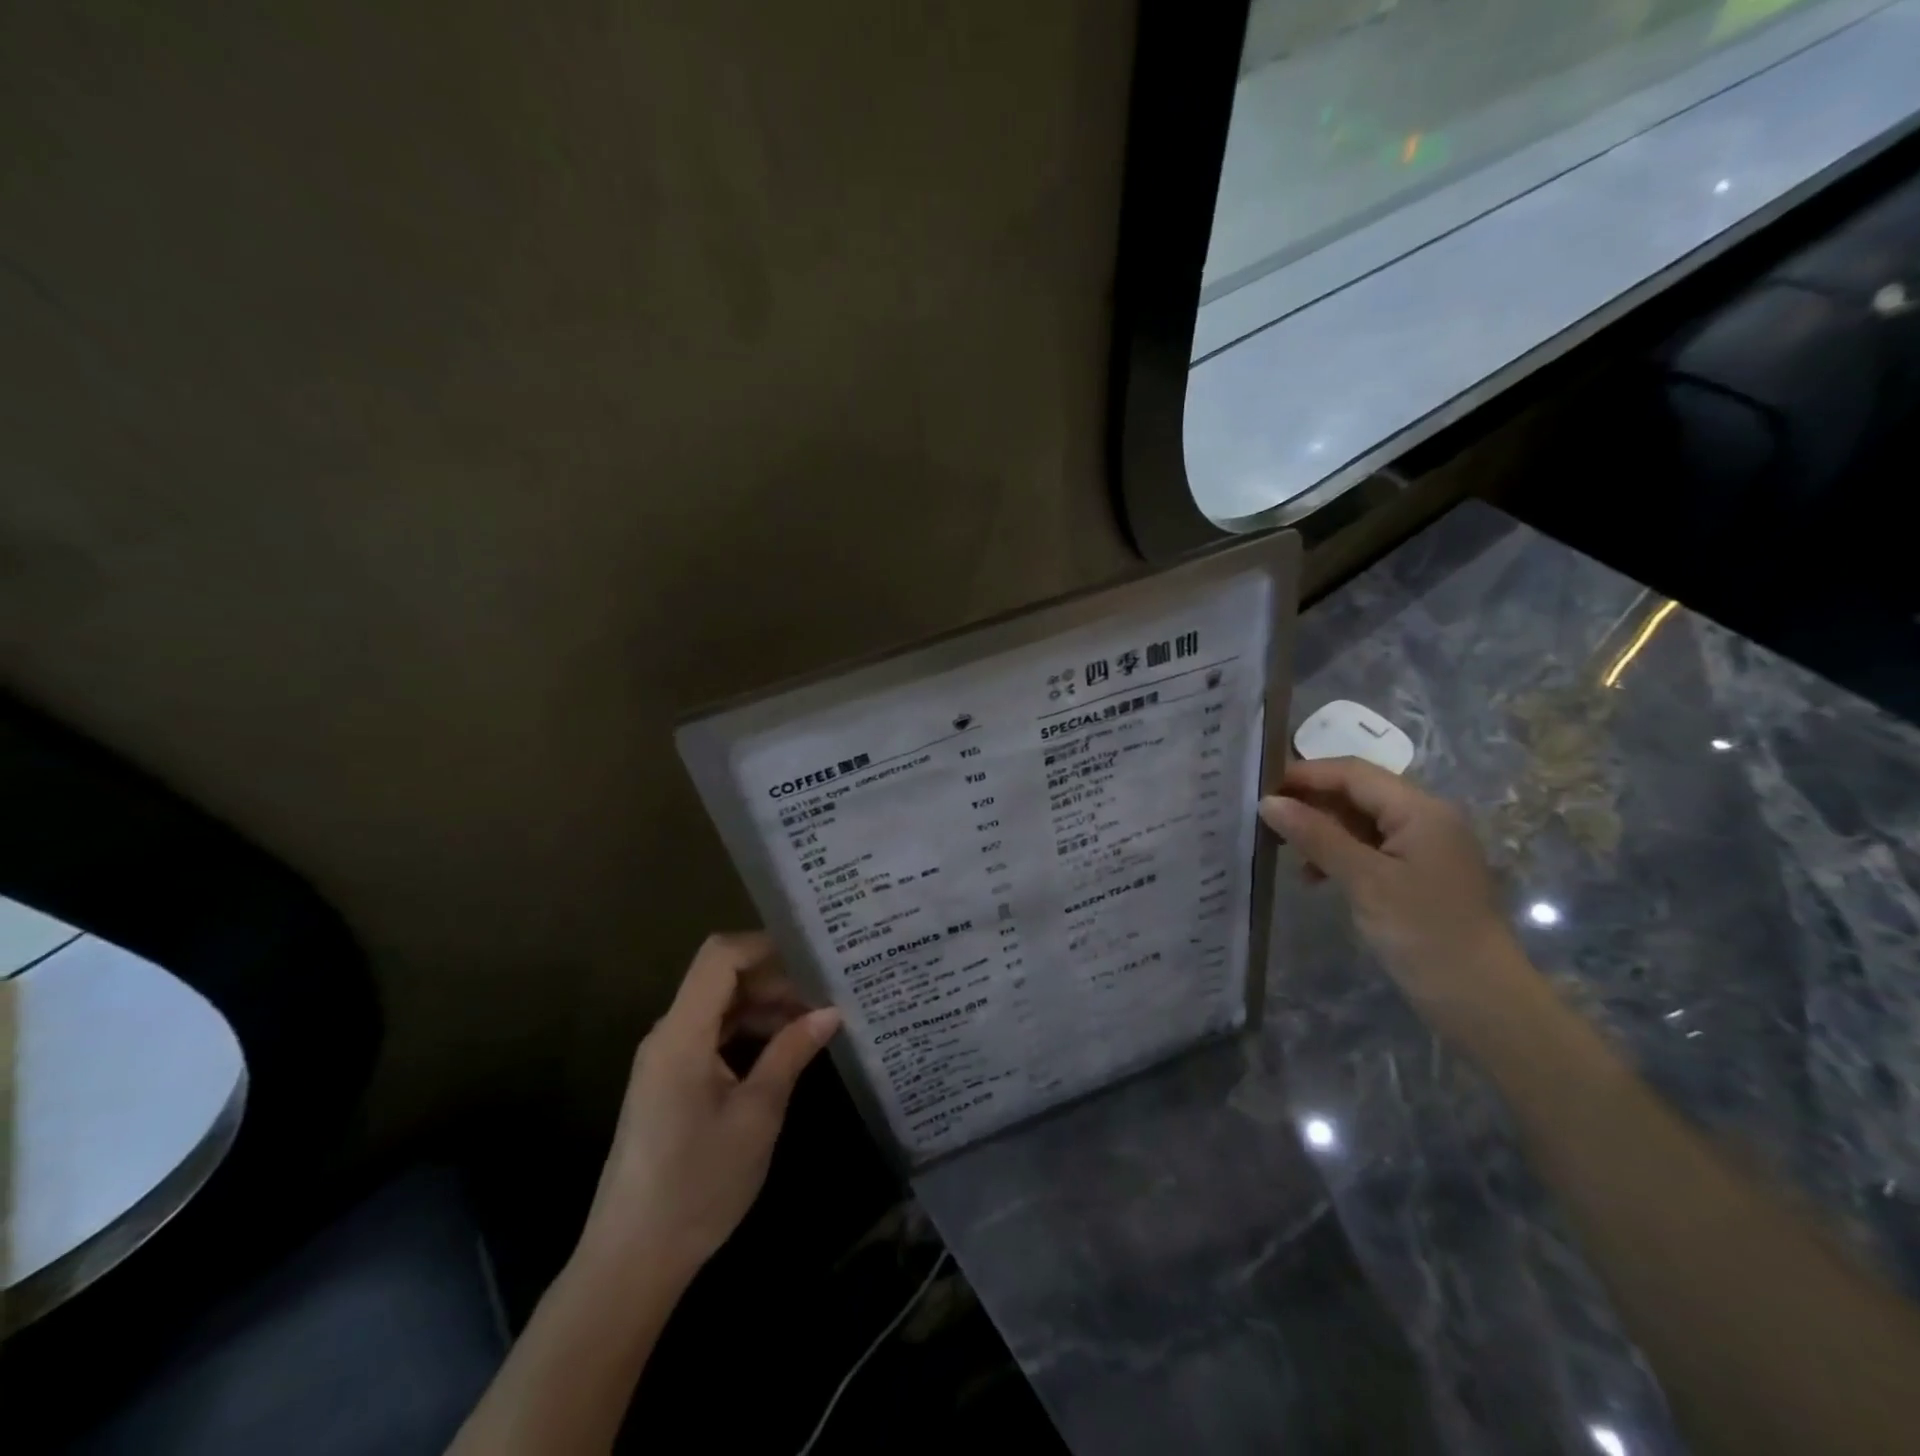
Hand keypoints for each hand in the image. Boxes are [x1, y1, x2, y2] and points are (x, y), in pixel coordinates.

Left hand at [574, 932, 841, 1286]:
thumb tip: (831, 1011)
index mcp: (682, 1033)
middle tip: (826, 995)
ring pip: (720, 1007)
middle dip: (775, 980)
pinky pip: (713, 1036)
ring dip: (765, 1008)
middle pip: (722, 979)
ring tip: (814, 1023)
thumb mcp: (757, 1114)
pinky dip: (748, 1033)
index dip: (765, 946)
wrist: (632, 1259)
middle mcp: (669, 1034)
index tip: (813, 957)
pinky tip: (784, 1051)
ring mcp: (666, 1059)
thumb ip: (791, 1053)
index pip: (719, 956)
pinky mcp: (670, 1082)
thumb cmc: (698, 1184)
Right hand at [1259, 758, 1542, 1043]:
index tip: (1260, 788)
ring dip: (1321, 831)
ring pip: (1360, 822)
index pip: (1354, 773)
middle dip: (1311, 803)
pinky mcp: (1417, 874)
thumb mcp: (1364, 880)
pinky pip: (1369, 848)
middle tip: (1265, 819)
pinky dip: (1338, 854)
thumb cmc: (1423, 931)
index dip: (1305, 775)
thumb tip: (1268, 803)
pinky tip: (1313, 876)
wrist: (1481, 1000)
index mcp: (1420, 809)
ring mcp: (1424, 847)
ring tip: (1284, 850)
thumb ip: (1316, 836)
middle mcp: (1425, 818)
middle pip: (1357, 793)